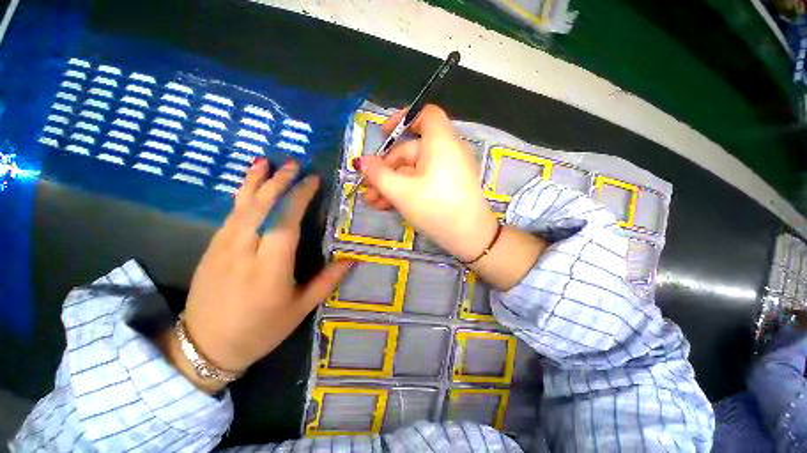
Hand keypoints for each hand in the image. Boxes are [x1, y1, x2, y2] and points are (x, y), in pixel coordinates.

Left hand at [163, 160, 353, 392]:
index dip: (299, 197)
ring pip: (241, 206)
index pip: (285, 222)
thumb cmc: (260, 330)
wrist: (204, 346)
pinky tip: (248, 185)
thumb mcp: (300, 309)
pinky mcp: (211, 247)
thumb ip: (326, 281)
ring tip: (266, 162)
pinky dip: (241, 195)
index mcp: (270, 269)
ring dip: (255, 181)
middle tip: (294, 164)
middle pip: (261, 207)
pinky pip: (230, 214)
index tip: (313, 180)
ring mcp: (223, 247)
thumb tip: (351, 259)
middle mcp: (244, 252)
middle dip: (278, 182)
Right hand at [355, 105, 499, 262]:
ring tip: (374, 202)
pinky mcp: (448, 186)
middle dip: (386, 169)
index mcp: (441, 142)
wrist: (470, 238)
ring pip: (414, 170)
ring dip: (392, 184)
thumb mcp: (401, 192)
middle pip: (411, 150)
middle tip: (368, 187)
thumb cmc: (435, 209)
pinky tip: (388, 205)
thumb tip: (361, 161)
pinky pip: (424, 181)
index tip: (382, 135)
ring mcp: (448, 171)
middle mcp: (447, 151)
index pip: (425, 115)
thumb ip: (378, 174)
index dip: (402, 119)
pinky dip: (407, 190)